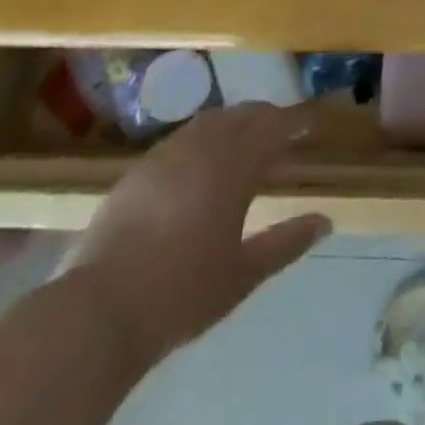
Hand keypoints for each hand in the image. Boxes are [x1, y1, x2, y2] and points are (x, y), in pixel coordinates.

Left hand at [60, 103, 331, 365]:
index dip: (295, 121)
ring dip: (233, 124)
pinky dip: (202, 139)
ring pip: (211, 121)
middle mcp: (204, 146)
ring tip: (243, 144)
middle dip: (266, 118)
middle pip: (244, 115)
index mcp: (236, 165)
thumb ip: (286, 242)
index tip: (310, 122)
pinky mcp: (138, 169)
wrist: (99, 309)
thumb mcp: (243, 274)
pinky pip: (182, 138)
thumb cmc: (182, 292)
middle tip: (281, 133)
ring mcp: (167, 153)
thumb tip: (325, 221)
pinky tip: (199, 165)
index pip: (275, 126)